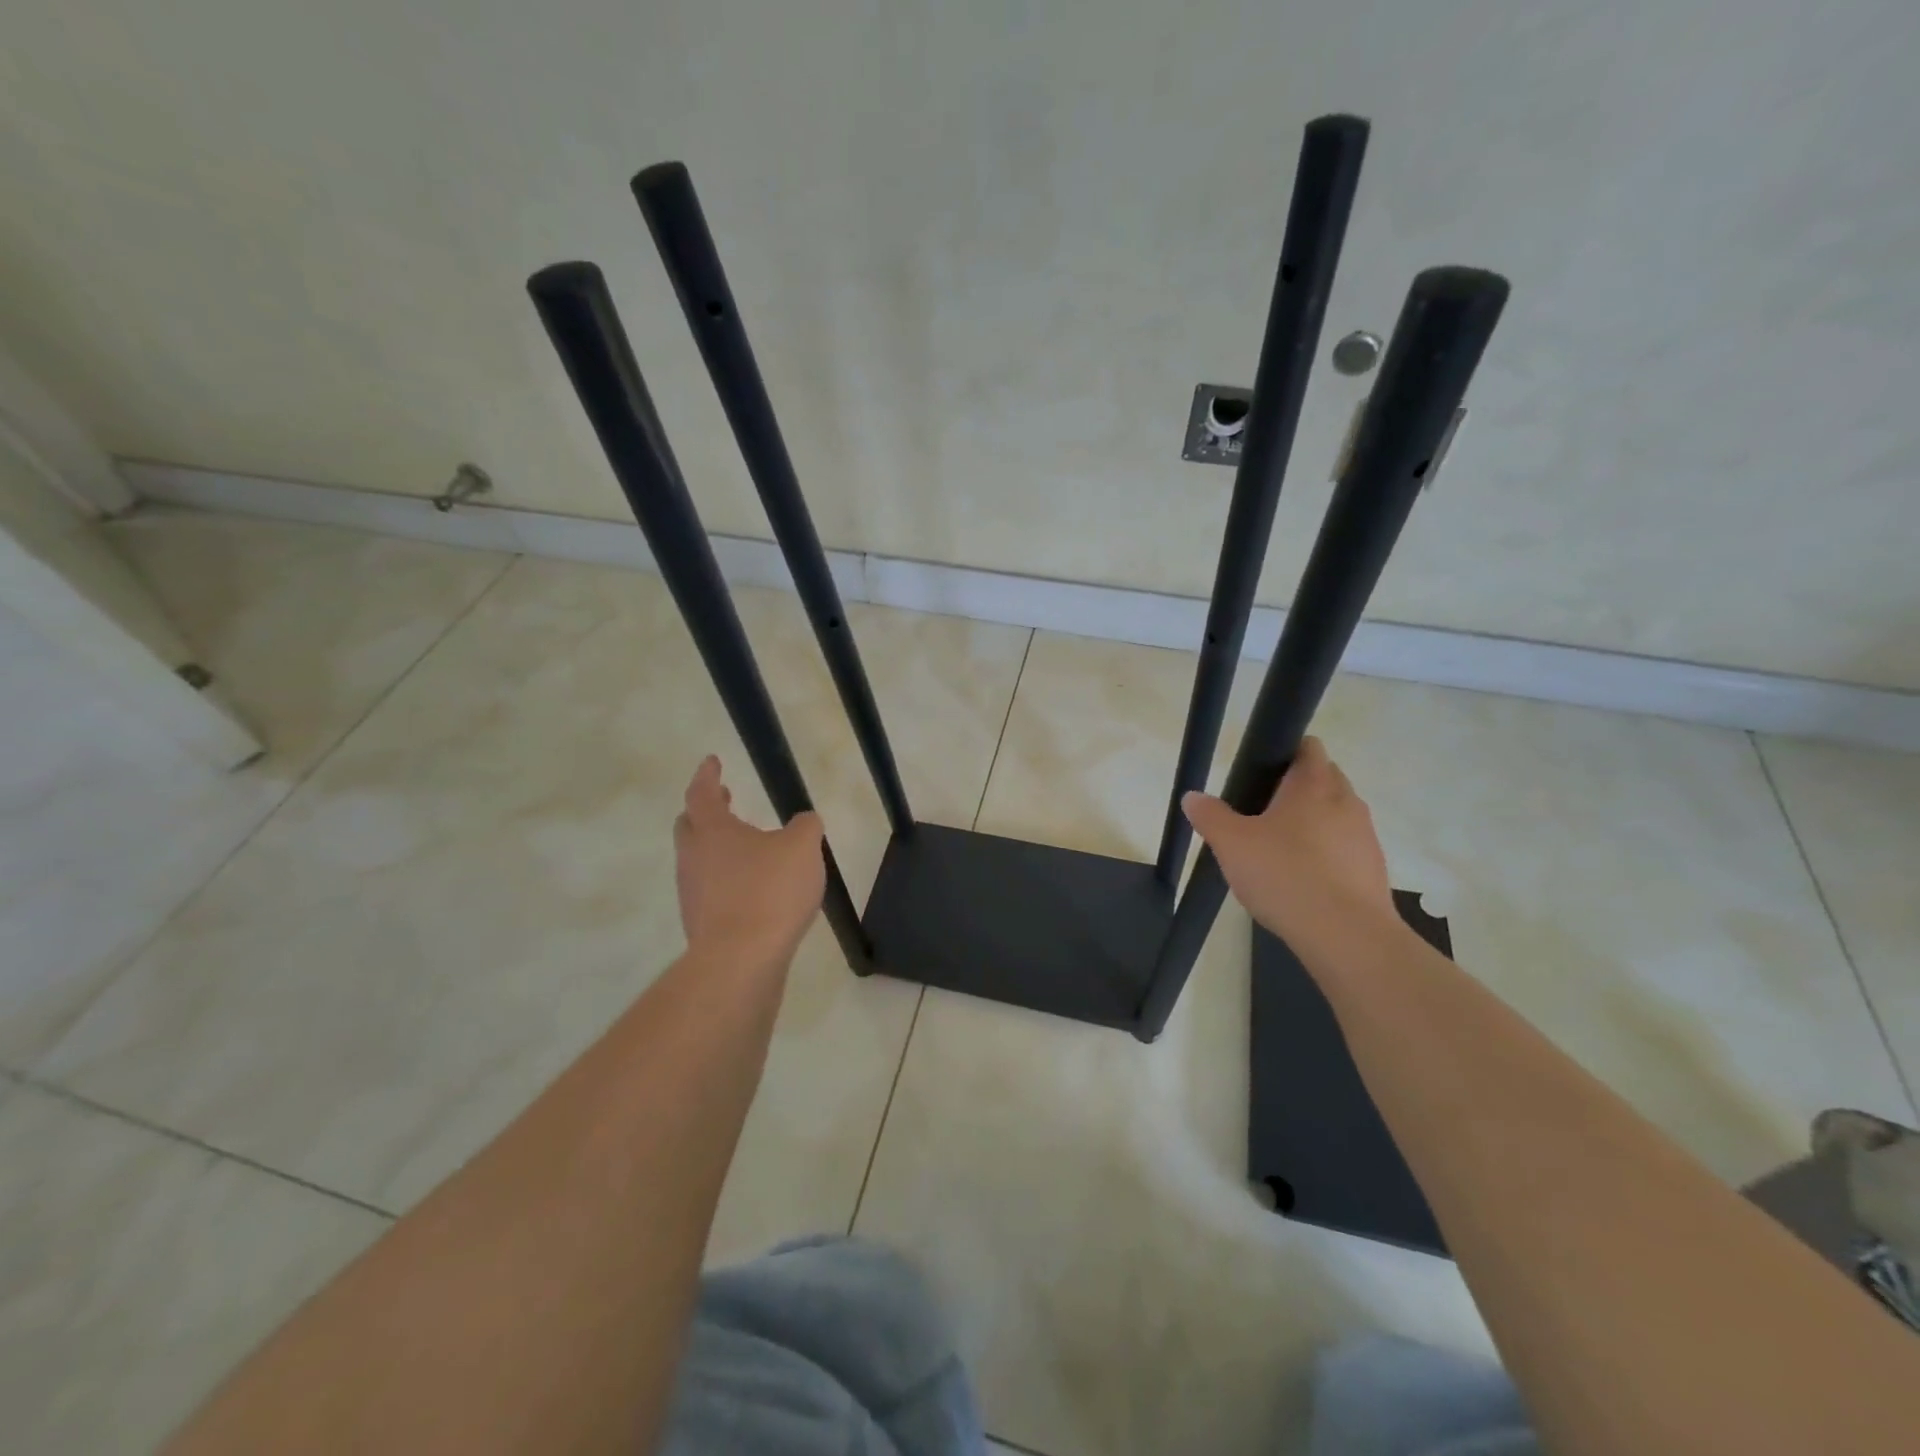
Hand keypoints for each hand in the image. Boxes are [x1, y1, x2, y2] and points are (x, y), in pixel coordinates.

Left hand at [674, 756, 824, 964]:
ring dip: (716, 848)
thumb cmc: (770, 890)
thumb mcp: (802, 847)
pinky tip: (751, 890)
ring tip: (746, 848)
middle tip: (724, 801)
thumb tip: (804, 821)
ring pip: (698, 860)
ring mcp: (692, 893)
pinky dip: (725, 880)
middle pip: (690, 826)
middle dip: (705, 810)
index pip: (701, 792)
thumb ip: (805, 826)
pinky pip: (709, 890)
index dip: (707, 774)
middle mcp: (693, 858)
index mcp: (712, 830)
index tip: (713, 761)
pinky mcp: (701, 924)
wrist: (741, 960)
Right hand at [1181, 737, 1393, 945]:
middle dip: (1296, 789)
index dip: (1284, 753)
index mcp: (1313, 783)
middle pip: (1323, 778)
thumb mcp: (1231, 844)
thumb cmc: (1285, 874)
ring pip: (1336, 814)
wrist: (1346, 935)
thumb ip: (1210, 816)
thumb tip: (1192, 797)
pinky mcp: (1373, 869)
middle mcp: (1346, 800)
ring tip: (1280, 852)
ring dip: (1313, 824)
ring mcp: (1365, 835)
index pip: (1308, 745)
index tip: (1259, 776)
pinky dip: (1326, 855)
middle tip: (1261, 815)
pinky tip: (1302, 881)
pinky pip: (1346, 848)